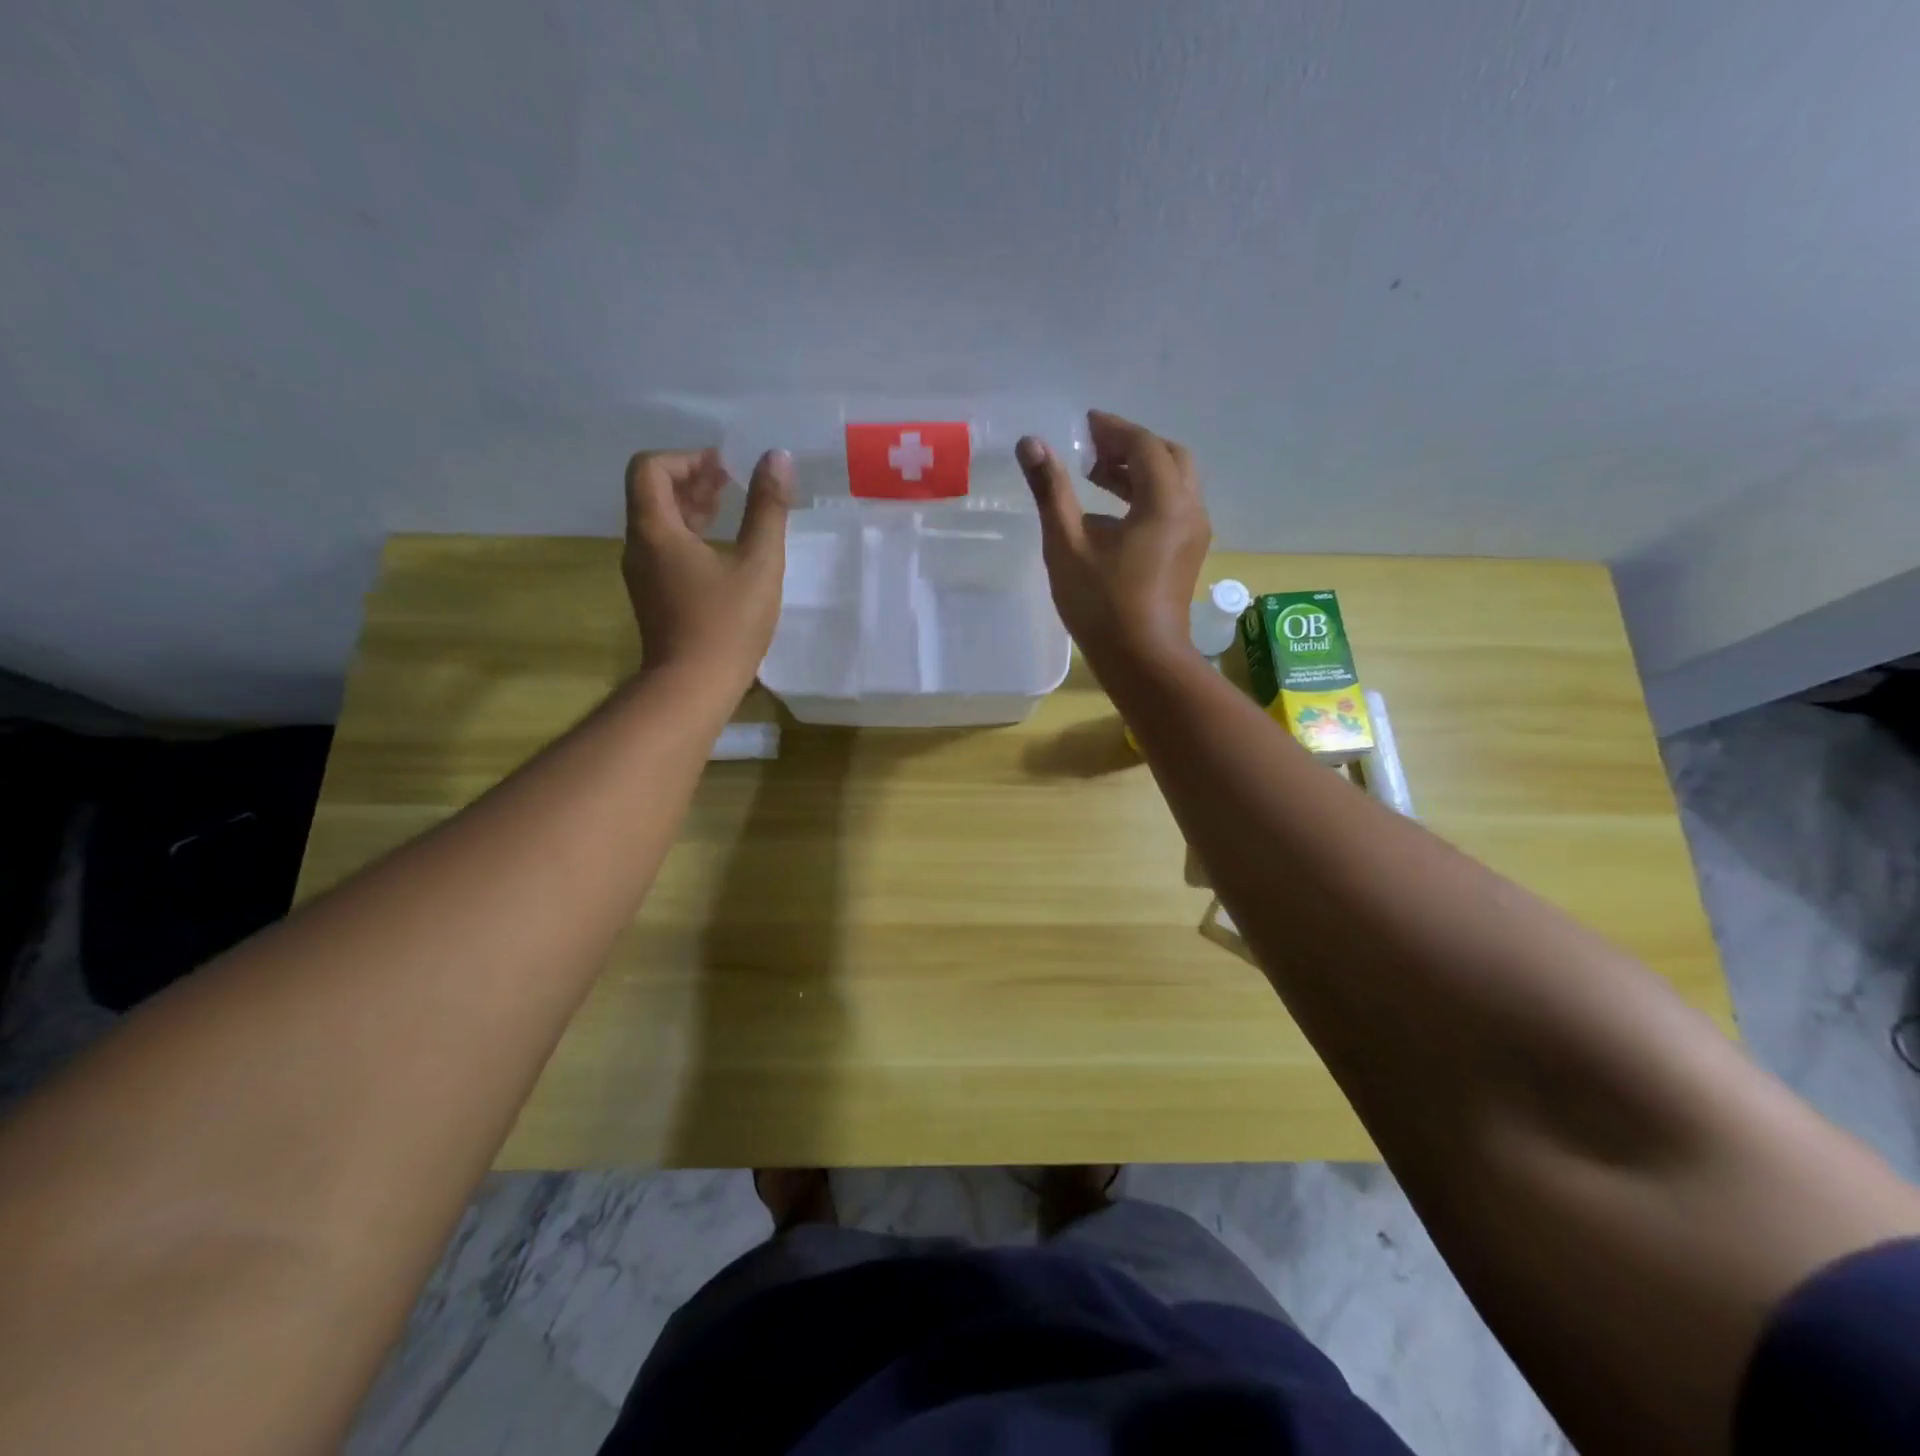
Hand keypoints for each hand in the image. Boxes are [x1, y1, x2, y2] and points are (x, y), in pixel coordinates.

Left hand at [622, 447, 791, 687]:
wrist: (692, 688)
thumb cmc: (727, 625)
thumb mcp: (759, 564)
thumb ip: (767, 509)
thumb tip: (778, 458)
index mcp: (655, 530)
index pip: (650, 468)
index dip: (688, 459)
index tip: (726, 469)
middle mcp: (638, 546)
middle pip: (652, 493)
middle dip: (692, 480)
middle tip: (733, 482)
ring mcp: (642, 574)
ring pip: (658, 522)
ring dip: (691, 508)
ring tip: (730, 510)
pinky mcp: (652, 596)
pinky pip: (663, 549)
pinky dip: (688, 536)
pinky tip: (722, 551)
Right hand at [1016, 411, 1210, 662]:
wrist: (1143, 660)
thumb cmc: (1103, 604)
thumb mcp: (1068, 545)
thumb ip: (1051, 491)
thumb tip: (1032, 444)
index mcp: (1165, 501)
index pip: (1143, 445)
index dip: (1113, 429)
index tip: (1084, 424)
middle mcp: (1189, 509)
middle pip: (1168, 457)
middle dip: (1131, 446)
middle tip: (1093, 451)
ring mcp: (1193, 534)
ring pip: (1174, 483)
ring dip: (1140, 472)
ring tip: (1097, 478)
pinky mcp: (1188, 554)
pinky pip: (1173, 507)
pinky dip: (1147, 496)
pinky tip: (1113, 516)